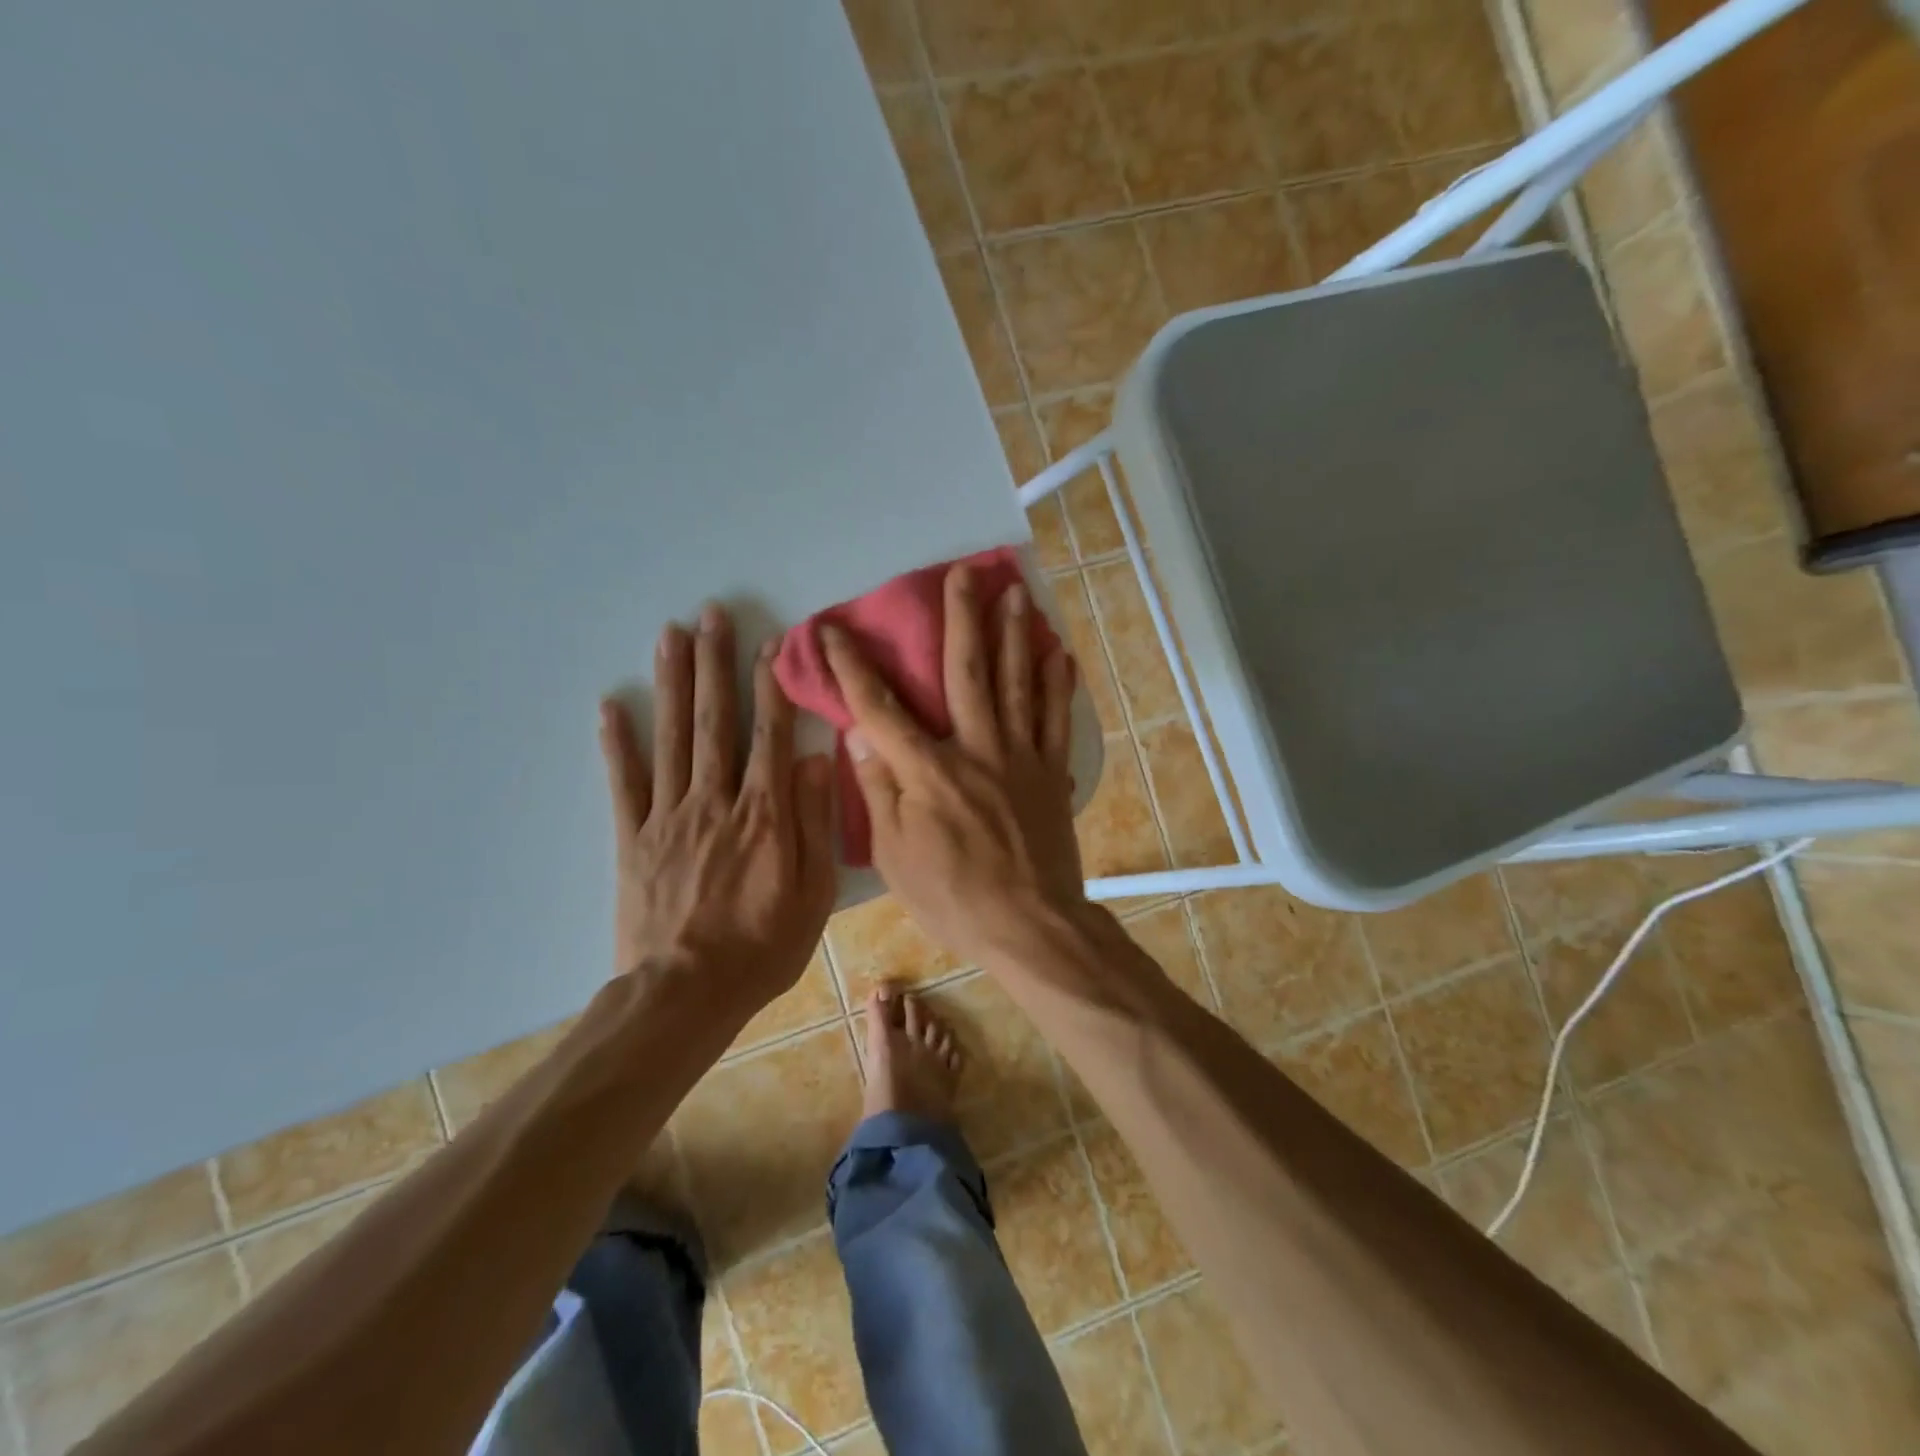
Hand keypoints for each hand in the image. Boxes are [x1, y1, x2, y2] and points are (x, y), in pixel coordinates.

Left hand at [599, 605, 836, 1016]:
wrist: (686, 994)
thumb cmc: (763, 945)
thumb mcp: (813, 891)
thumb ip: (813, 821)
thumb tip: (816, 758)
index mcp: (764, 812)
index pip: (770, 733)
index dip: (771, 684)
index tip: (770, 642)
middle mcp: (715, 800)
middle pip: (714, 720)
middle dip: (714, 663)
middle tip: (709, 614)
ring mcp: (669, 816)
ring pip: (671, 737)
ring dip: (671, 683)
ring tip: (670, 635)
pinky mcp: (633, 838)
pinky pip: (624, 783)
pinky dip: (617, 743)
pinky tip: (610, 706)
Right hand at [822, 565, 1083, 966]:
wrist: (1028, 925)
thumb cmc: (952, 897)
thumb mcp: (895, 856)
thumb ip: (877, 791)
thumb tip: (859, 738)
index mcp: (927, 771)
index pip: (879, 708)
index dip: (851, 667)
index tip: (832, 630)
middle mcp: (975, 749)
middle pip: (966, 673)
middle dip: (961, 619)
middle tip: (964, 573)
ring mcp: (1019, 757)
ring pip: (1017, 683)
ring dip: (1014, 635)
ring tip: (1016, 593)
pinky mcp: (1050, 773)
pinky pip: (1056, 720)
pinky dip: (1059, 685)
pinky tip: (1061, 653)